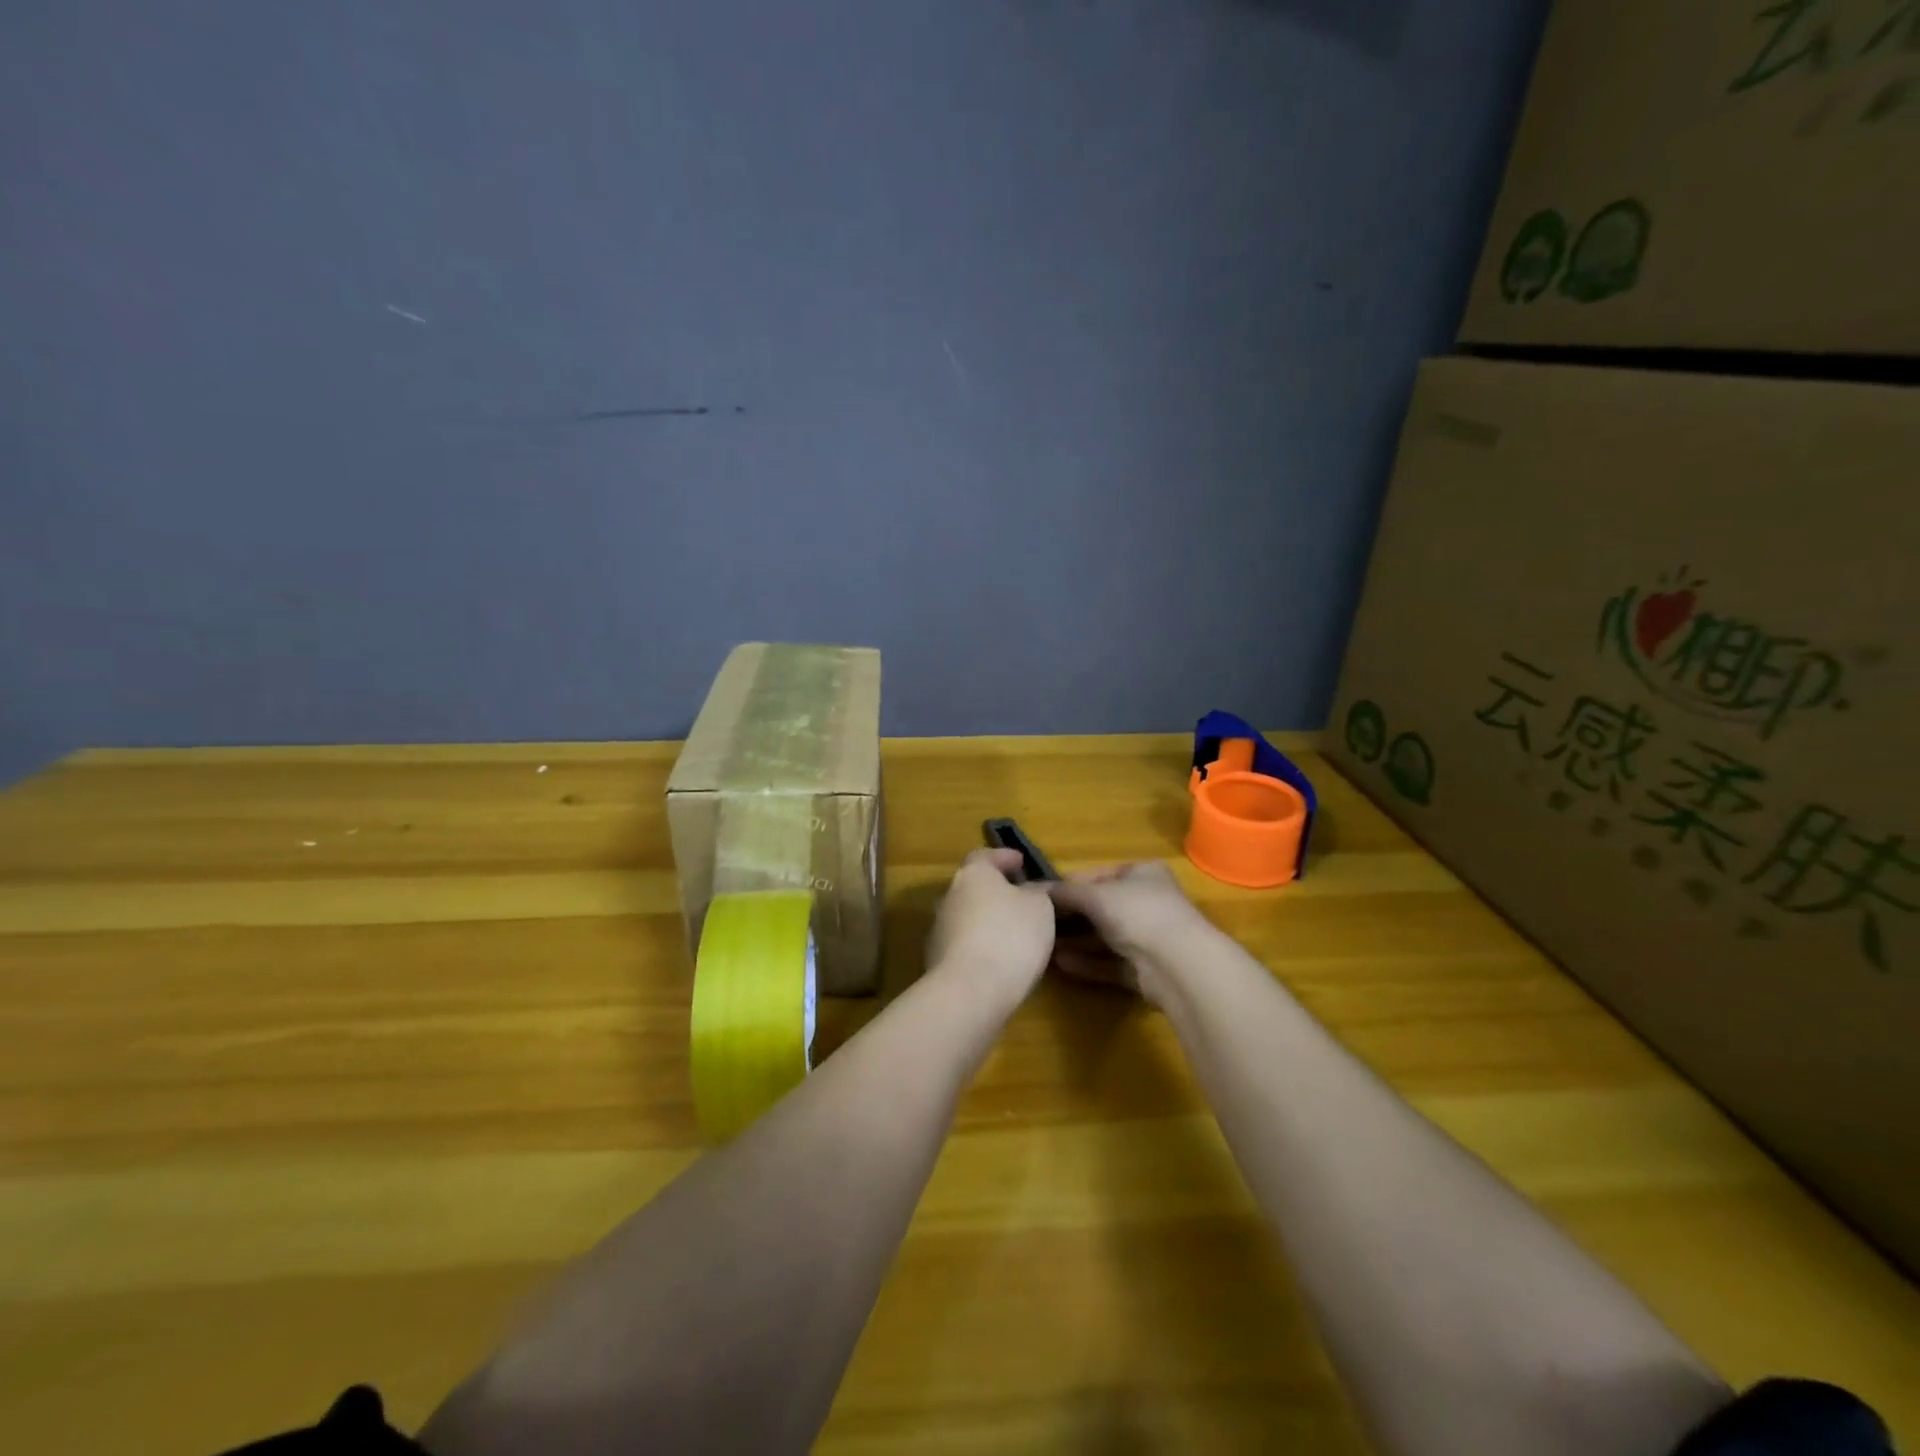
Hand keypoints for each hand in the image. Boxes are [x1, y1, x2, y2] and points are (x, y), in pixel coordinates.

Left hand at [925, 848, 1056, 1003]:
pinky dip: (980, 947)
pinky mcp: (936, 961)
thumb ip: (1036, 893)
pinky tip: (999, 961)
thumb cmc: (1010, 936)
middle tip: (1020, 901)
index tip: (1020, 862)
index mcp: (973, 874)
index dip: (1003, 857)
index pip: (984, 856)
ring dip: (987, 922)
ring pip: (967, 917)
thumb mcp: (1040, 908)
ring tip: (1014, 935)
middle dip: (995, 893)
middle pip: (973, 888)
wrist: (970, 991)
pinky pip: (963, 945)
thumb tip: (1031, 890)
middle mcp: (949, 896)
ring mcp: (939, 930)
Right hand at [1047, 861, 1219, 1006]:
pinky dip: (1087, 962)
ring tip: (1044, 945)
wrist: (1178, 965)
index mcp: (1142, 873)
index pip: (1098, 876)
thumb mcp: (1095, 895)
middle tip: (1038, 924)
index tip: (1040, 896)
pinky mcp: (1146, 970)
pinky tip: (1061, 964)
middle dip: (1069, 917)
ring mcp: (1149, 938)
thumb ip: (1064, 892)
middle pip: (1100, 908)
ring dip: (1075, 941)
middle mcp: (1148, 902)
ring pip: (1105, 938)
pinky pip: (1110, 963)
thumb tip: (1033, 889)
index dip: (1068, 885)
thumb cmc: (1137, 913)